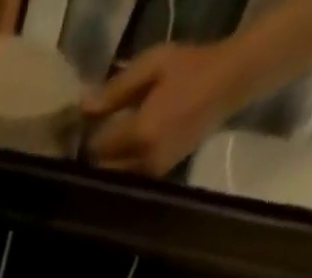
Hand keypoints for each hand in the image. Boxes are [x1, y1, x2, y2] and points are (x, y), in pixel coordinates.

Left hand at [82, 42, 248, 175]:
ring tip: (109, 140)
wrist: (229, 83)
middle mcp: (143, 161)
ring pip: (115, 178)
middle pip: (103, 169)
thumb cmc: (191, 67)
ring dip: (108, 164)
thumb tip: (83, 107)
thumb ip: (116, 89)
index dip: (87, 136)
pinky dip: (122, 168)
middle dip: (95, 154)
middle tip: (96, 133)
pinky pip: (130, 178)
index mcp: (140, 133)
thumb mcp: (153, 65)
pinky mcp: (160, 176)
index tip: (86, 123)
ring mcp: (153, 172)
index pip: (97, 148)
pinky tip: (125, 148)